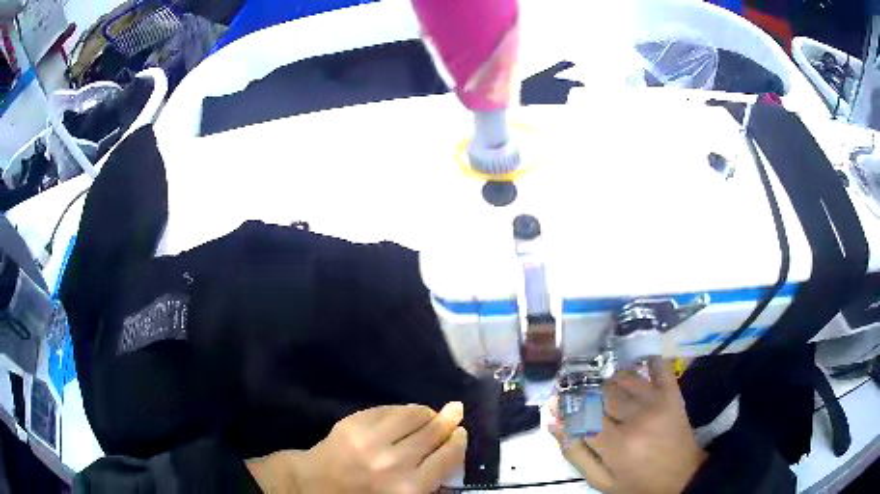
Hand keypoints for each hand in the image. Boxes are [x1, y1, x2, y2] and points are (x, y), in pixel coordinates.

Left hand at [247, 402, 466, 493]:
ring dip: (427, 412)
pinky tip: (405, 414)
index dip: (458, 441)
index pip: (448, 456)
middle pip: (434, 432)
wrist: (316, 483)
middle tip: (454, 413)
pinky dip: (403, 410)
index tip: (461, 433)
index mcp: (410, 488)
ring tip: (430, 414)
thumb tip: (454, 454)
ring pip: (413, 414)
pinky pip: (390, 409)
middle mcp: (394, 462)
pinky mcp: (354, 423)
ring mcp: (372, 440)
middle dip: (448, 421)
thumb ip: (429, 483)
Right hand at [550, 358, 706, 493]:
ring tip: (604, 393)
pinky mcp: (672, 392)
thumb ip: (575, 454)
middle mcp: (637, 418)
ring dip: (607, 382)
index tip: (558, 404)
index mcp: (617, 445)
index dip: (566, 407)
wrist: (682, 477)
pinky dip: (643, 361)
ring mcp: (657, 401)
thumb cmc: (637, 483)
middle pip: (600, 392)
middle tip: (580, 399)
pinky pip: (657, 365)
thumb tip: (554, 423)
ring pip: (622, 377)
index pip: (580, 414)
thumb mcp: (601, 480)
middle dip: (584, 393)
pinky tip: (633, 366)